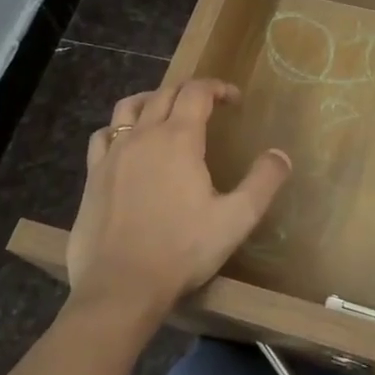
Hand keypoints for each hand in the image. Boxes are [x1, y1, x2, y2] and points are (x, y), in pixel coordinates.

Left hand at [66, 79, 290, 323]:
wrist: (120, 286)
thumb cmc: (182, 250)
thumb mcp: (236, 219)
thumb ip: (263, 182)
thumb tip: (281, 154)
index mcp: (179, 139)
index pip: (197, 92)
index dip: (218, 88)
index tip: (234, 100)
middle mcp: (144, 135)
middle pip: (165, 93)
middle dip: (189, 90)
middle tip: (208, 103)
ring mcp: (113, 153)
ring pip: (129, 107)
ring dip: (152, 99)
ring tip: (166, 111)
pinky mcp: (93, 175)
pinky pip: (104, 135)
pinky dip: (120, 127)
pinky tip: (127, 143)